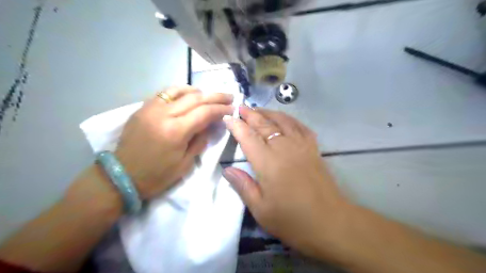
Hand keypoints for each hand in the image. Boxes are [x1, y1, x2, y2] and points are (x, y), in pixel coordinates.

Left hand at [115, 86, 232, 199]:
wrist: (121, 176)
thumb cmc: (157, 175)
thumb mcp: (185, 164)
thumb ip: (200, 140)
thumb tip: (210, 124)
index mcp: (175, 131)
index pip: (204, 112)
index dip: (221, 109)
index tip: (232, 108)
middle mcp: (163, 114)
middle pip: (195, 98)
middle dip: (215, 96)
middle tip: (229, 96)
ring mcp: (150, 108)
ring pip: (180, 90)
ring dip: (199, 91)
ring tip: (210, 95)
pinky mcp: (143, 108)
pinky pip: (165, 93)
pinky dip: (180, 91)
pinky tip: (189, 94)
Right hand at [222, 106, 351, 257]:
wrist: (331, 222)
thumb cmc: (292, 220)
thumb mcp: (261, 209)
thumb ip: (243, 186)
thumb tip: (227, 170)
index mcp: (267, 163)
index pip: (248, 137)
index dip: (236, 126)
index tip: (228, 117)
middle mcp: (284, 148)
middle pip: (264, 125)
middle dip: (250, 114)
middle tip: (241, 107)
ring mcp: (301, 146)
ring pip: (282, 121)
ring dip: (269, 113)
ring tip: (258, 109)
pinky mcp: (313, 149)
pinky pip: (300, 127)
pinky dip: (290, 119)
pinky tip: (285, 119)